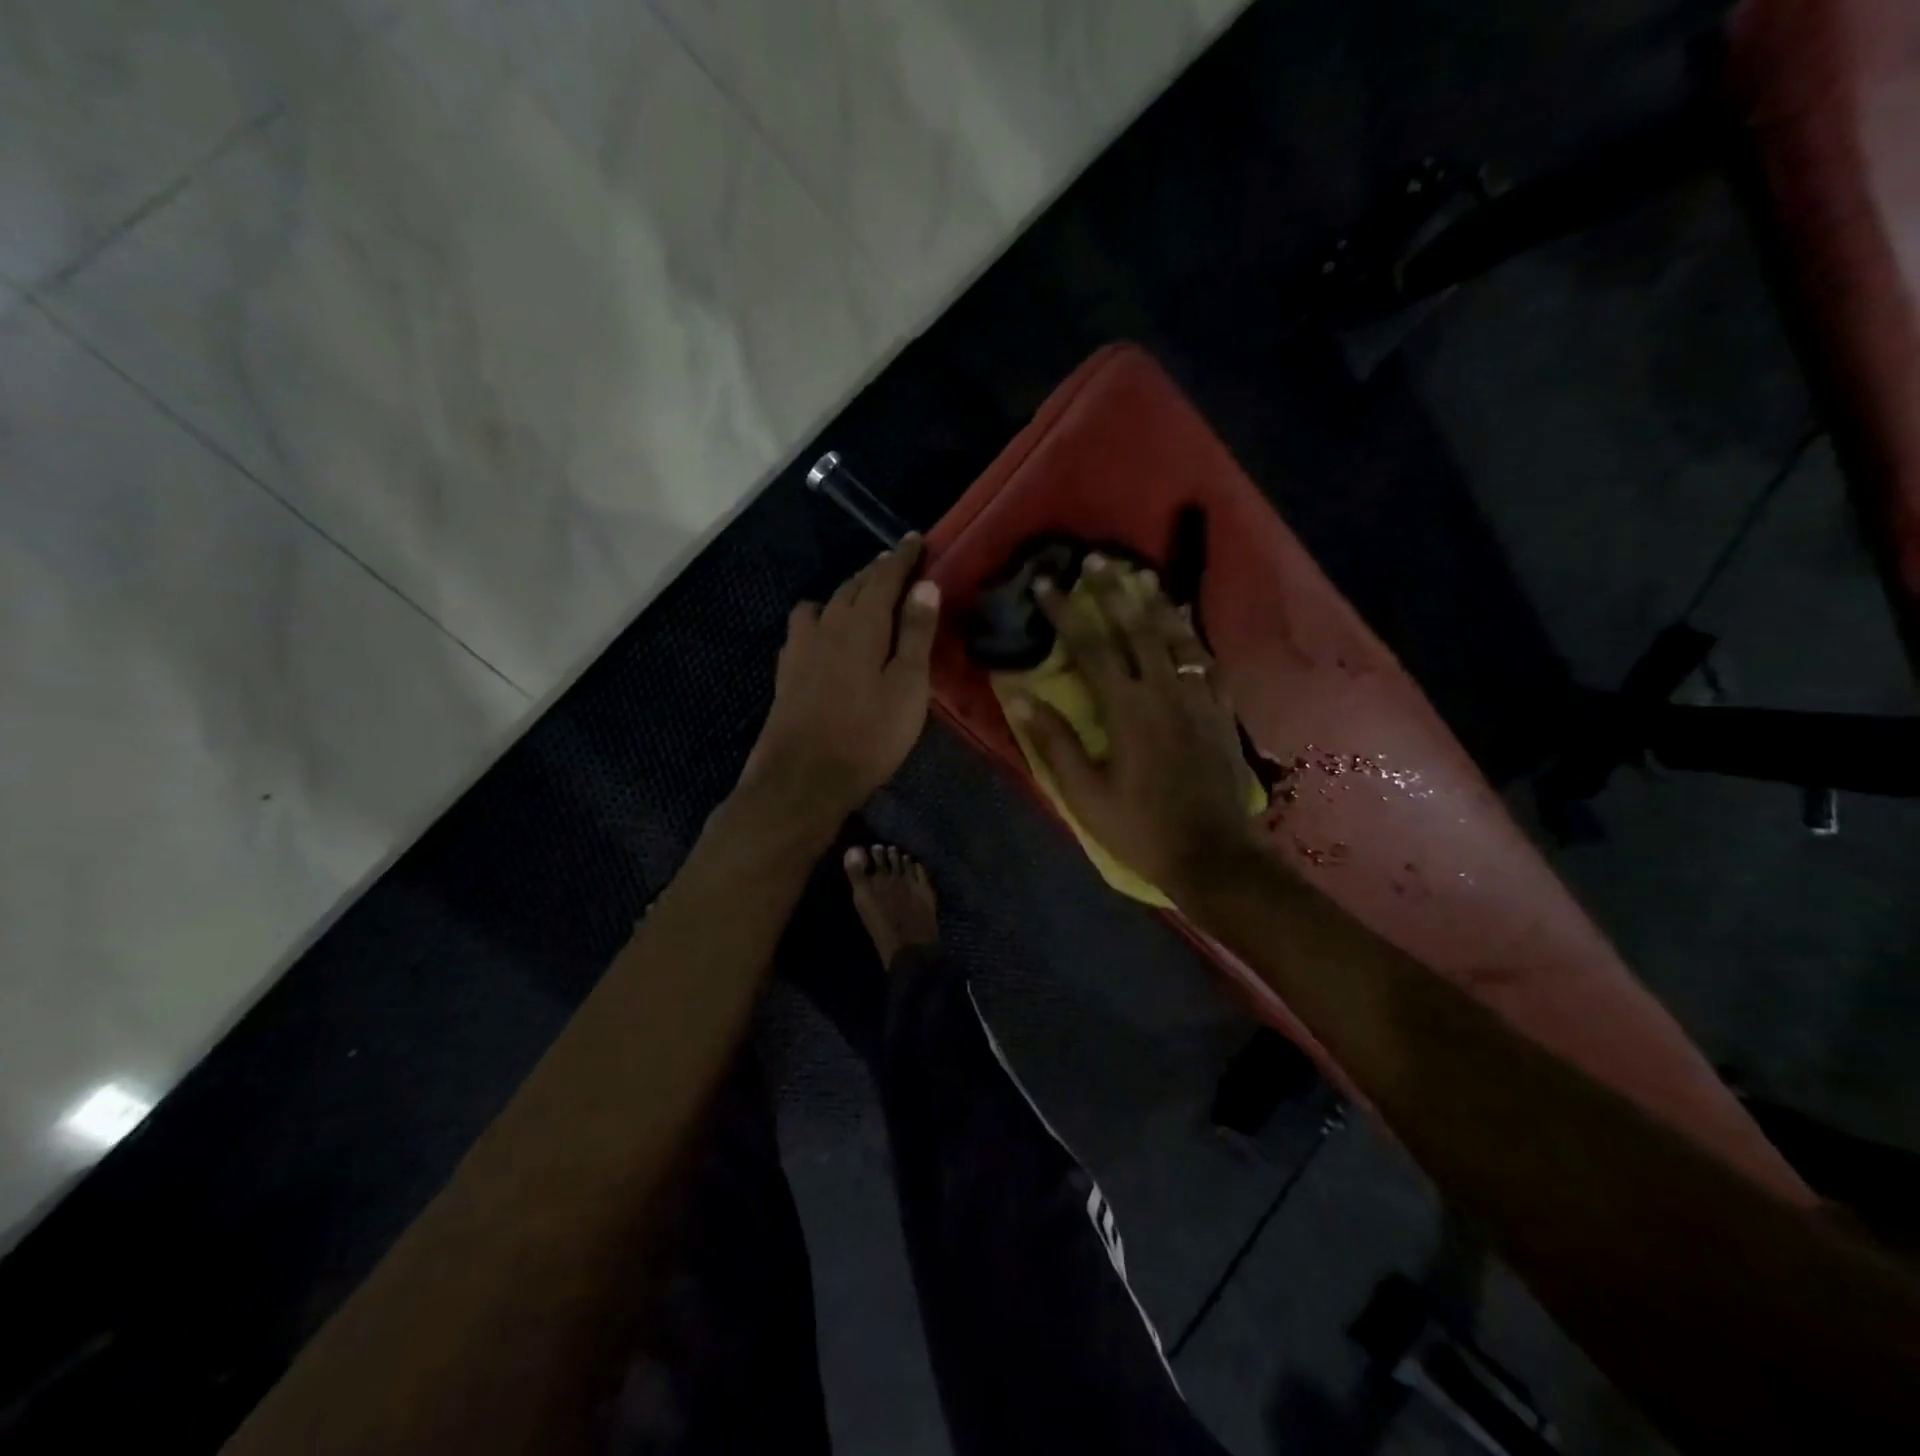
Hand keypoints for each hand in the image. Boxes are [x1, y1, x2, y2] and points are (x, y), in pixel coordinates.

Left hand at [743, 535, 940, 830]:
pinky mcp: (787, 672)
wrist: (802, 778)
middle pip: (853, 586)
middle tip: (896, 566)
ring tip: (863, 599)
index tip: (917, 540)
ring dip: (847, 594)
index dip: (902, 557)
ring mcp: (801, 648)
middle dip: (876, 572)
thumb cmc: (868, 735)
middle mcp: (827, 625)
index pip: (884, 577)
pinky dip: (821, 619)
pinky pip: (805, 628)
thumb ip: (916, 634)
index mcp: (862, 624)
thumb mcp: (908, 687)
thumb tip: (924, 585)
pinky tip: (825, 636)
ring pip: (826, 604)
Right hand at [1012, 556, 1261, 899]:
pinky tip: (1184, 619)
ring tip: (1139, 572)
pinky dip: (1191, 633)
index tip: (1046, 583)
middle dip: (1113, 590)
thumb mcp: (1086, 795)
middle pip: (1136, 628)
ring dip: (1154, 601)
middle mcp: (1165, 690)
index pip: (1090, 647)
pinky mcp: (1221, 709)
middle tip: (1096, 559)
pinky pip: (1207, 658)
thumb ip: (1054, 743)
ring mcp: (1198, 697)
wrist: (1214, 855)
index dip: (1065, 612)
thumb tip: (1019, 697)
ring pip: (1176, 635)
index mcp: (1126, 710)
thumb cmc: (1141, 829)